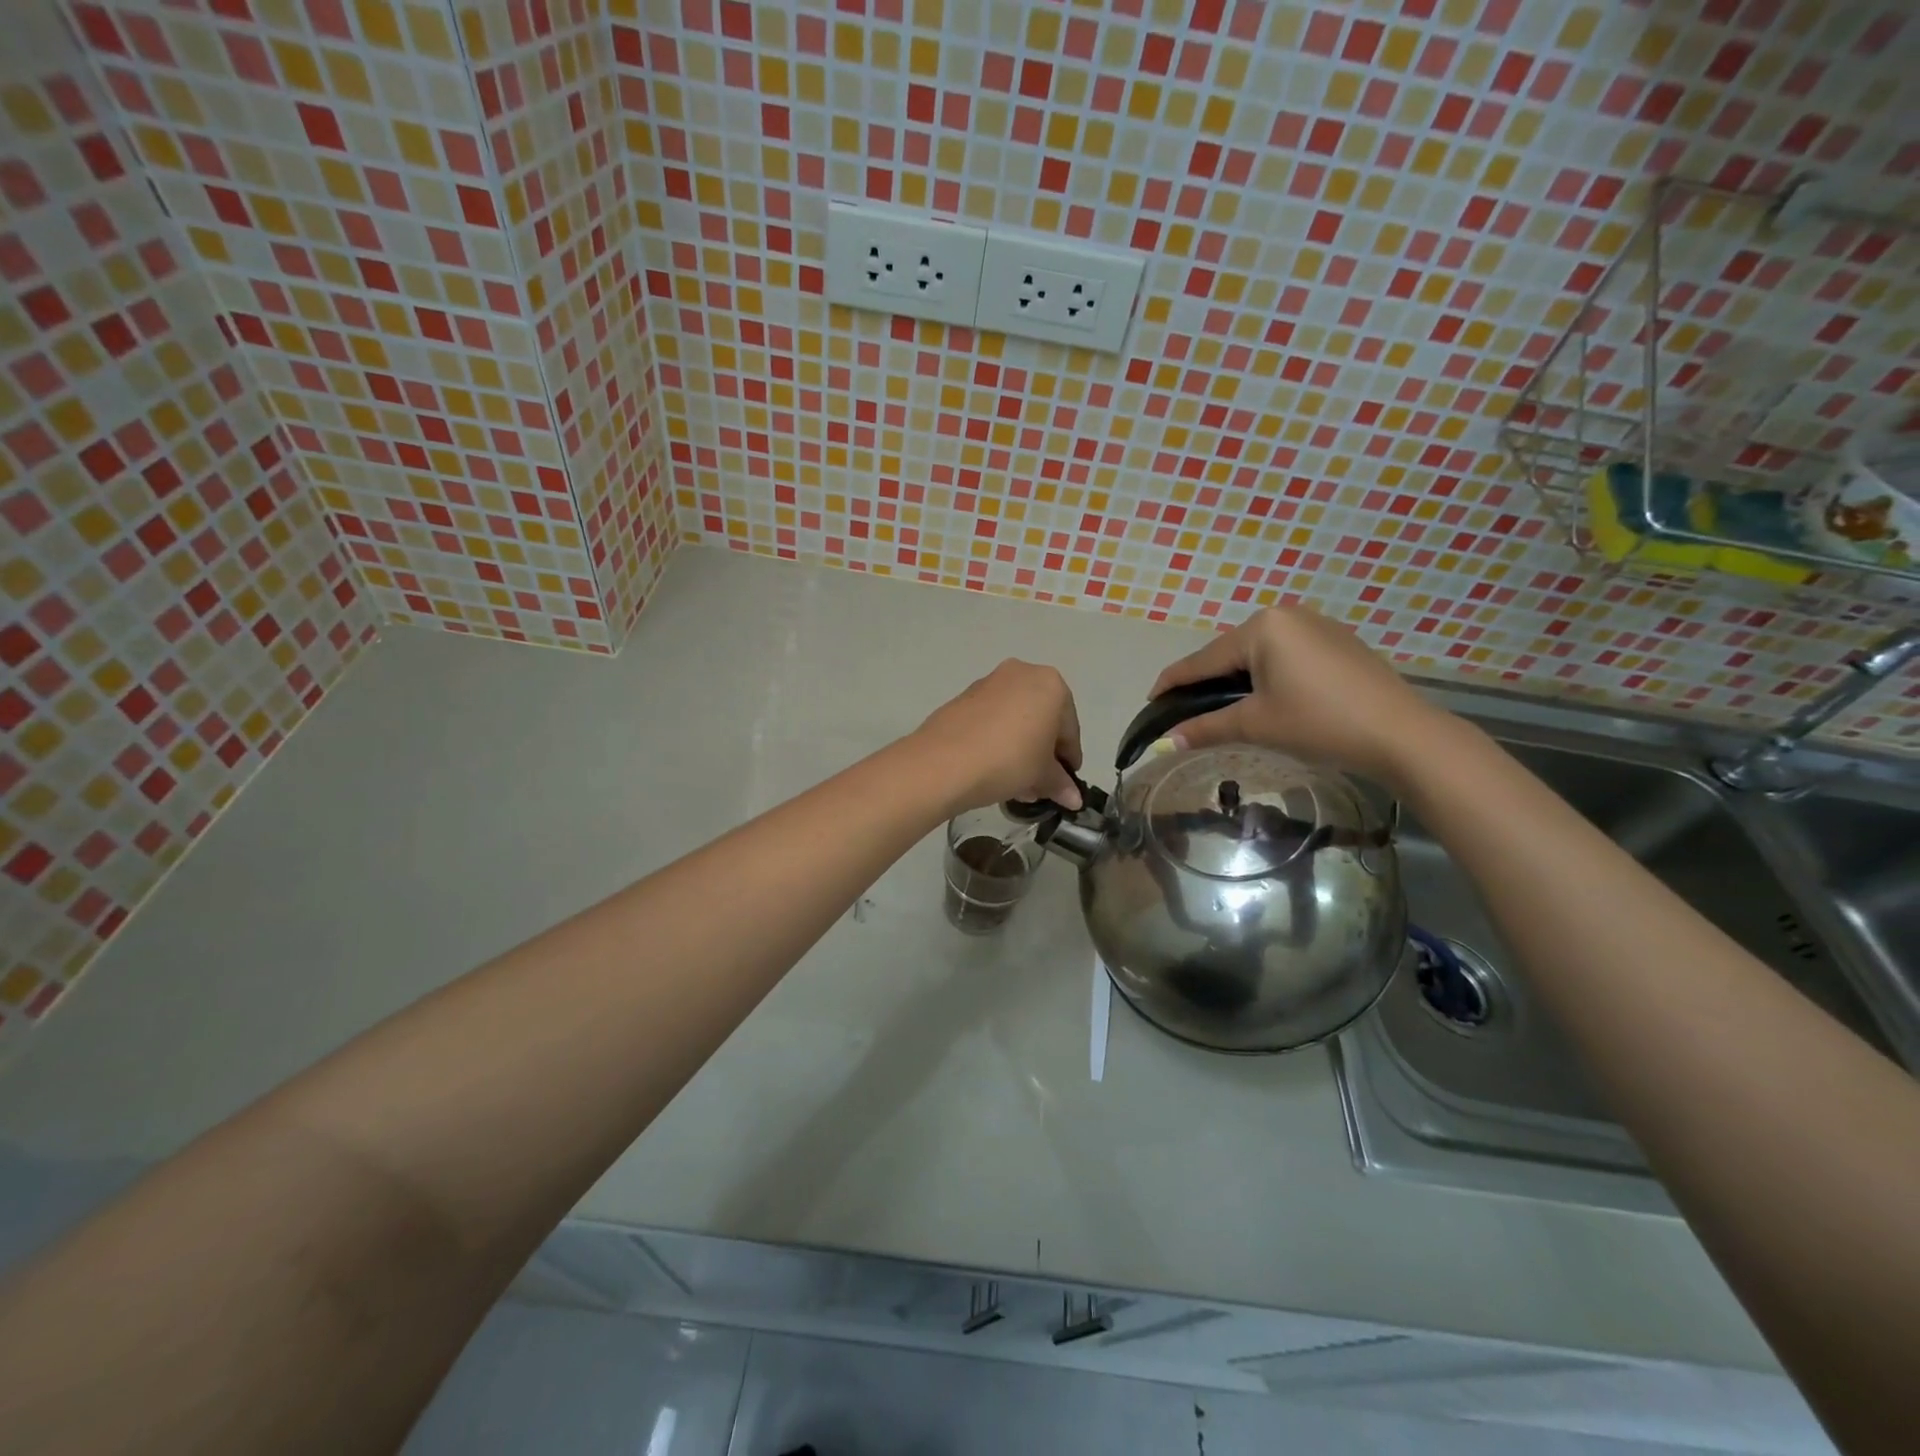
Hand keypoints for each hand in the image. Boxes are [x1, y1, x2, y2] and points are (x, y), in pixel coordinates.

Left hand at [914, 661, 1083, 812]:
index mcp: (1050, 684)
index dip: (1069, 758)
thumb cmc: (1008, 760)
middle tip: (1040, 785)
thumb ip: (1060, 783)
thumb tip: (1073, 798)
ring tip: (1017, 784)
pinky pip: (992, 719)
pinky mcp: (963, 697)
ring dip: (1021, 748)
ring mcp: (989, 683)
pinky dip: (998, 740)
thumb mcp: (1041, 775)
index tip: (1066, 782)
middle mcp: (1021, 673)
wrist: (943, 762)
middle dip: (1043, 753)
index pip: (1069, 727)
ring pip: (1016, 719)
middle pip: (1042, 719)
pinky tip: (994, 768)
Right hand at [1149, 607, 1448, 786]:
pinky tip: (1266, 696)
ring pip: (1259, 653)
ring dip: (1237, 678)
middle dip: (1207, 680)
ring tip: (1222, 705)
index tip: (1151, 698)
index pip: (1204, 659)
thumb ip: (1207, 727)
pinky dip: (1267, 674)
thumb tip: (1168, 741)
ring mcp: (1316, 625)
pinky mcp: (1338, 642)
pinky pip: (1286, 654)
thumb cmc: (1319, 722)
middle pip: (1230, 652)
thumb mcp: (1256, 724)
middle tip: (1186, 708)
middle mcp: (1286, 615)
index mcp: (1262, 627)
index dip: (1174, 681)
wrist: (1400, 733)